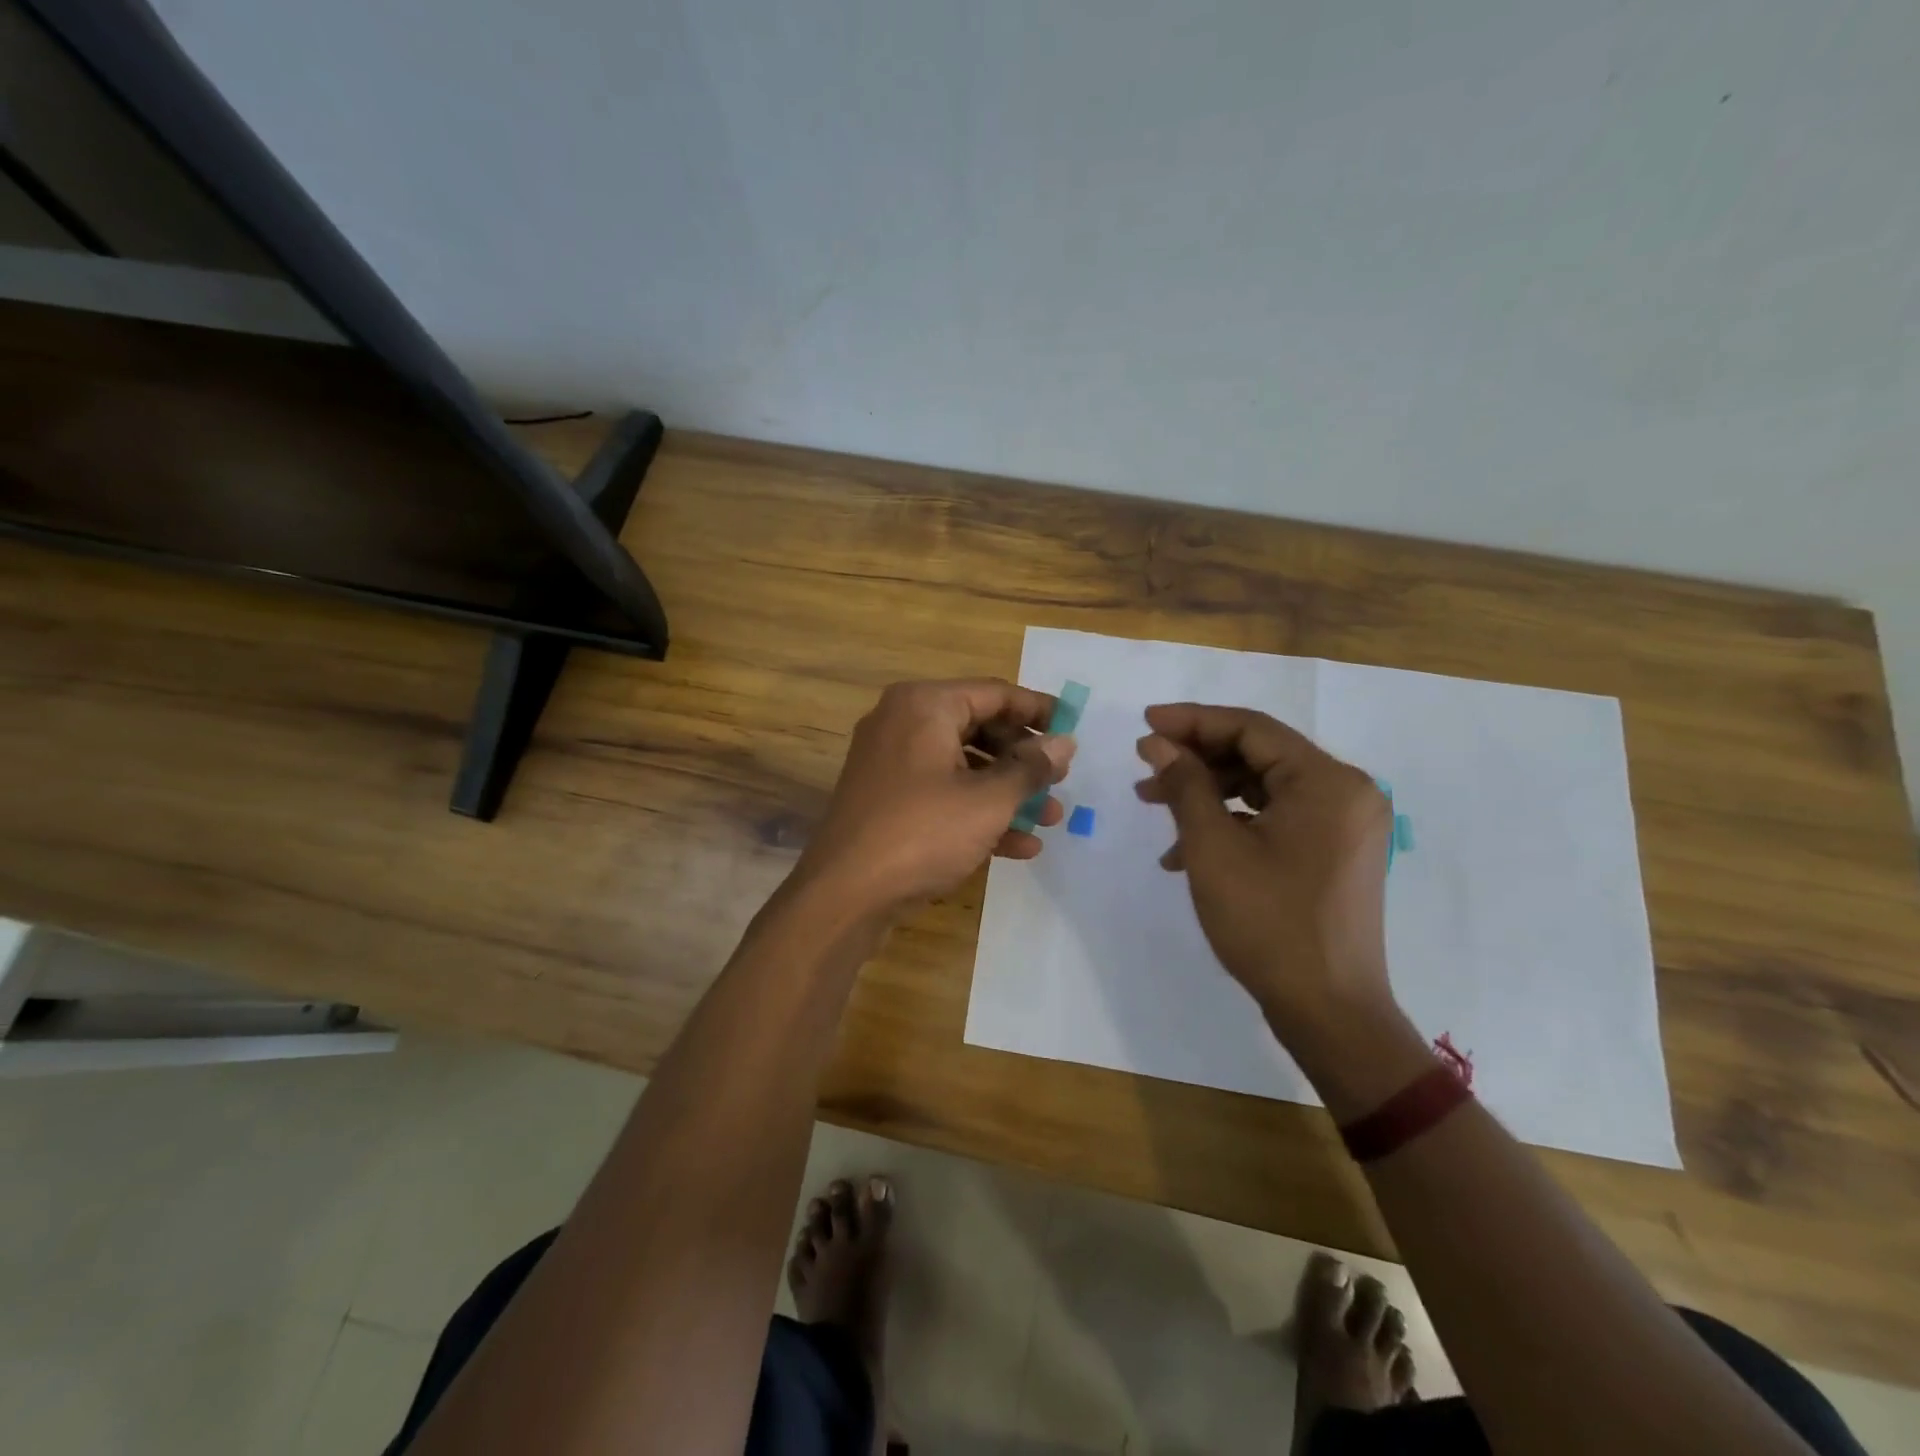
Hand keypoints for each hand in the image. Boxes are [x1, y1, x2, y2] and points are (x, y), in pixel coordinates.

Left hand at [794, 679, 1074, 915]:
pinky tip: (1018, 845)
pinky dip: (977, 812)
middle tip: (1059, 780)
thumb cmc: (923, 832)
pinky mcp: (888, 800)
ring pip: (963, 766)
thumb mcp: (988, 801)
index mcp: (924, 706)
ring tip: (1049, 817)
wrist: (845, 894)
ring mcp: (892, 763)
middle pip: (979, 728)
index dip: (1038, 711)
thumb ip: (1031, 768)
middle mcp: (903, 723)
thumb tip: (1065, 743)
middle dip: (1023, 760)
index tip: (1073, 729)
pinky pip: (942, 793)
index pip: (994, 694)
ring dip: (1007, 792)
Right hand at [1135, 703, 1394, 1039]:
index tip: (1144, 723)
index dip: (1192, 721)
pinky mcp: (1336, 853)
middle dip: (1196, 760)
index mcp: (1327, 781)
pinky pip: (1278, 818)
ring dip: (1208, 793)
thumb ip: (1185, 784)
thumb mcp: (1213, 848)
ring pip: (1264, 788)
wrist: (1328, 1012)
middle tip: (1145, 769)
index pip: (1251, 729)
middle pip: (1259, 755)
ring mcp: (1345, 825)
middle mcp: (1346, 792)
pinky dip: (1233, 824)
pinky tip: (1187, 851)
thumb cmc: (1268, 923)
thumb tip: (1158, 743)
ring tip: (1155, 807)